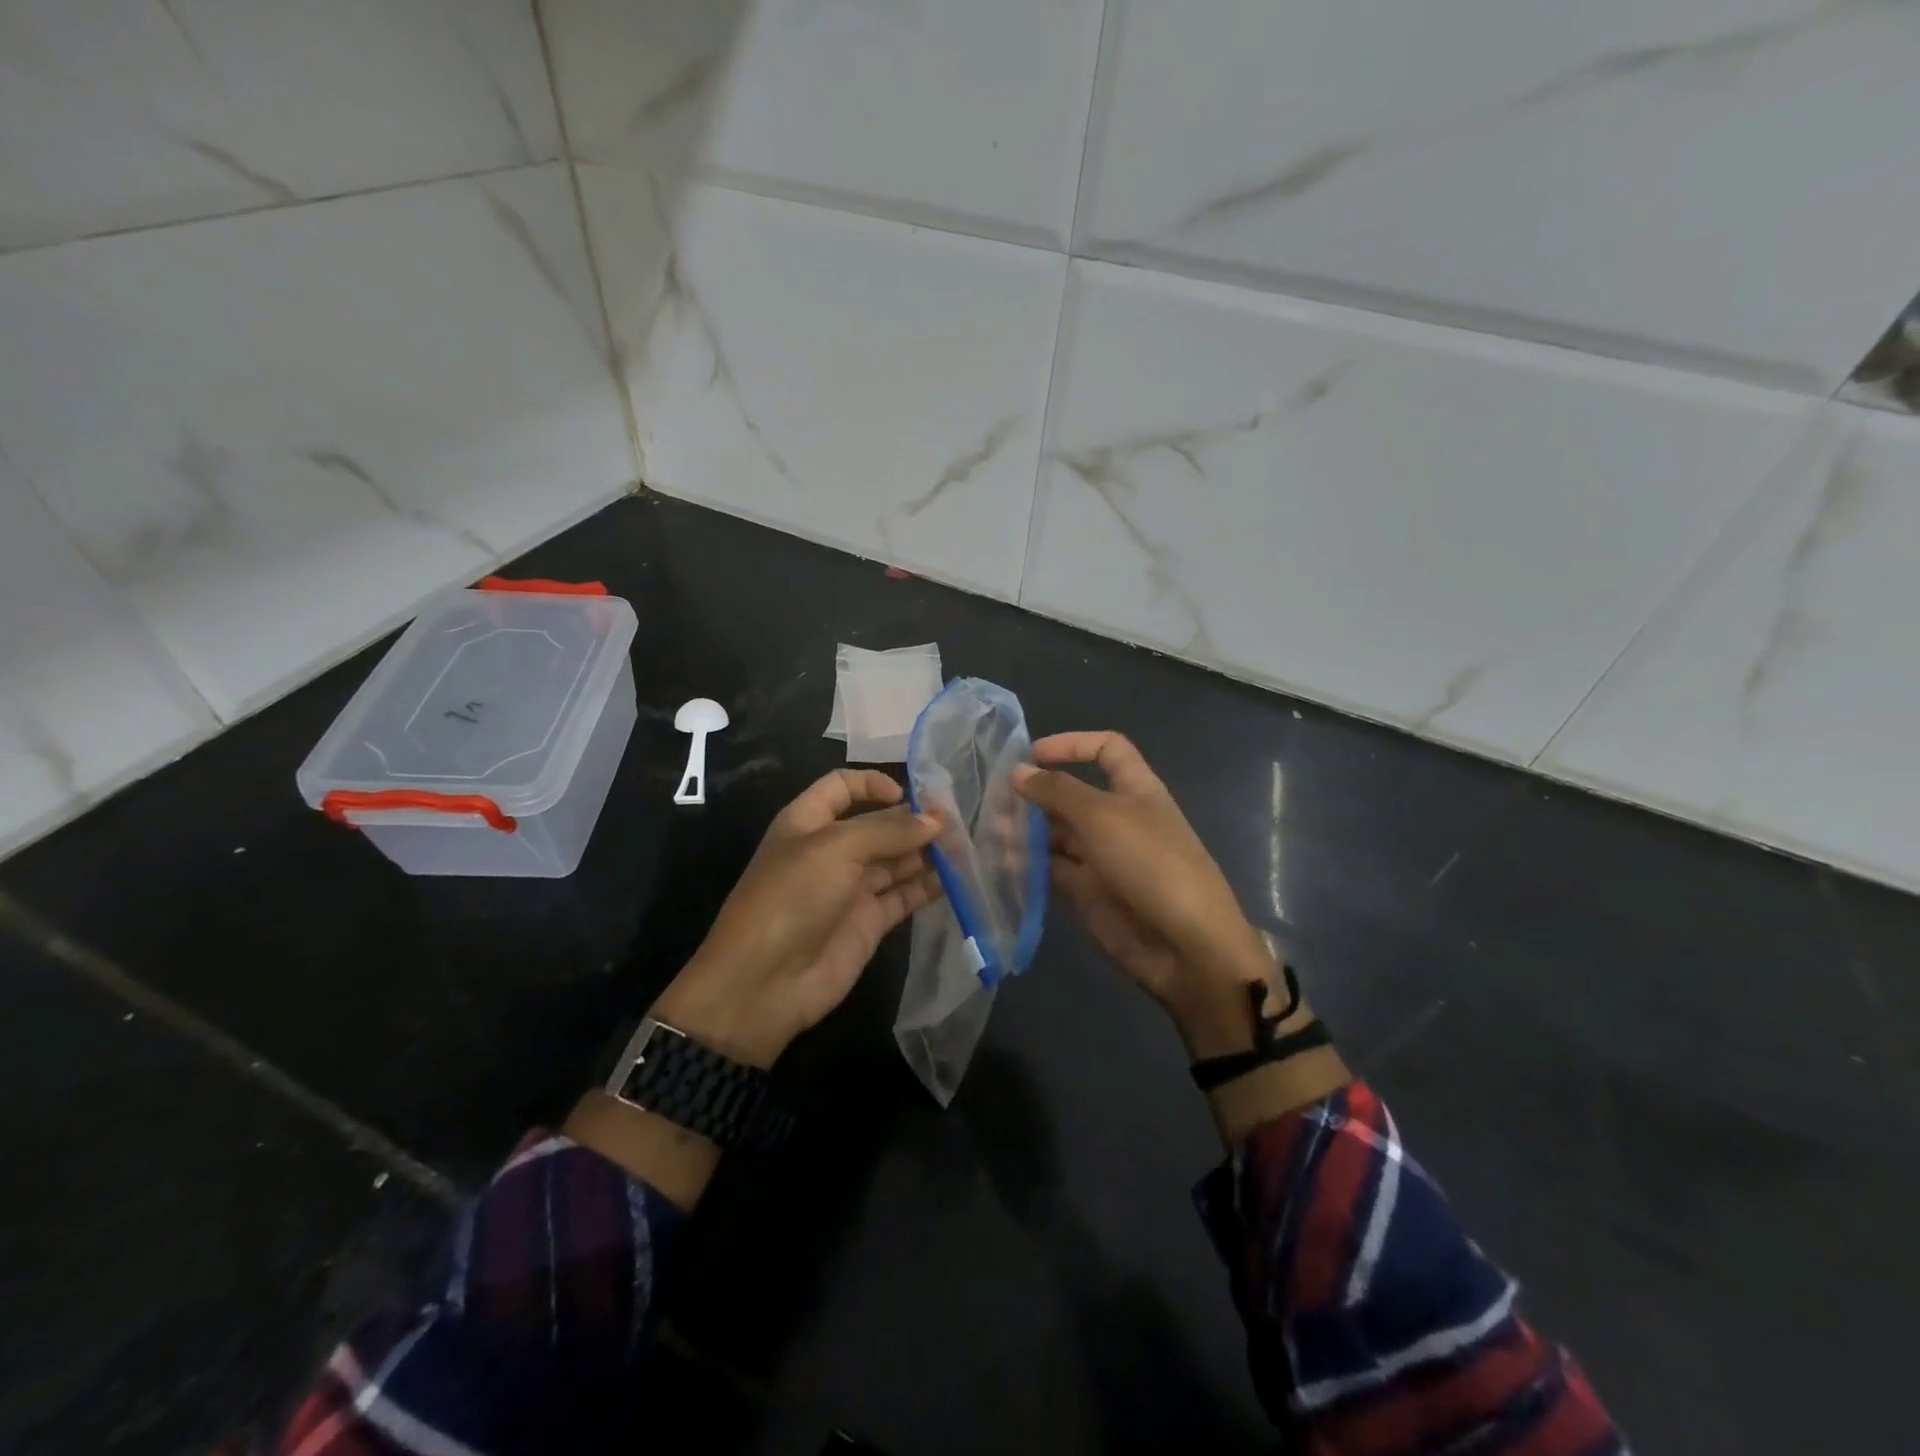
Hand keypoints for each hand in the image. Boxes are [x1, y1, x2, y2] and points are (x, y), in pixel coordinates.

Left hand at [651, 768, 942, 1068]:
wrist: (765, 982)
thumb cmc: (793, 897)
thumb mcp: (837, 849)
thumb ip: (889, 831)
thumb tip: (935, 821)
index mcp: (809, 822)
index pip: (842, 787)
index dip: (873, 783)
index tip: (909, 794)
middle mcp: (831, 850)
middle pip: (878, 824)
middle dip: (913, 820)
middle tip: (957, 821)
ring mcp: (851, 888)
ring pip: (896, 860)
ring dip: (926, 852)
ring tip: (965, 846)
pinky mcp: (869, 922)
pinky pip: (904, 896)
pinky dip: (929, 886)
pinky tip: (958, 878)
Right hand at [1014, 733, 1269, 1023]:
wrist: (1186, 945)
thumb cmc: (1150, 864)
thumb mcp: (1102, 817)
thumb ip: (1057, 791)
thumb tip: (1019, 771)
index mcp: (1135, 790)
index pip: (1106, 750)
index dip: (1072, 745)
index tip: (1031, 754)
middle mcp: (1117, 819)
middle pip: (1071, 794)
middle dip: (1035, 793)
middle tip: (992, 799)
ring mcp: (1102, 857)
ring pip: (1056, 834)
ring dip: (1025, 829)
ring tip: (991, 832)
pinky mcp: (1087, 893)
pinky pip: (1052, 870)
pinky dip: (1027, 864)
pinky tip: (1000, 863)